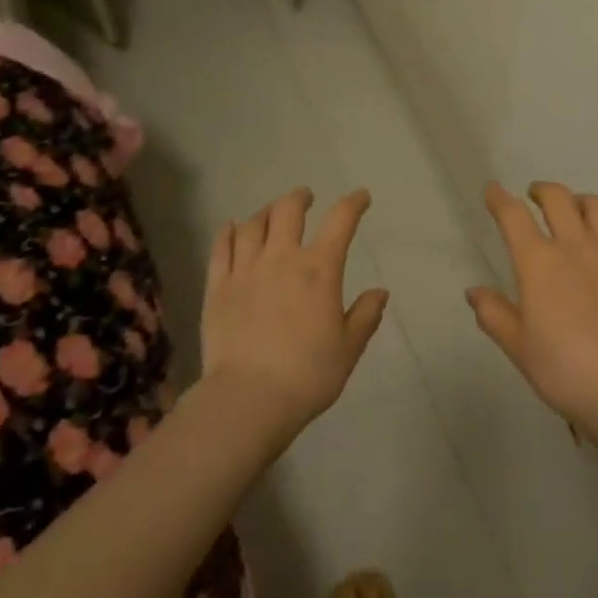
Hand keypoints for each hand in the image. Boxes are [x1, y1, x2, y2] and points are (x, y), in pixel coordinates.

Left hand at [201, 187, 388, 435]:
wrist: (247, 400)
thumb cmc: (307, 375)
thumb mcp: (348, 349)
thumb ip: (365, 316)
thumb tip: (380, 292)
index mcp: (319, 270)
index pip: (341, 220)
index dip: (353, 203)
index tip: (361, 197)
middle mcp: (282, 259)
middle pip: (289, 210)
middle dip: (300, 197)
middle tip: (306, 197)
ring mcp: (245, 270)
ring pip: (254, 223)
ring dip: (266, 212)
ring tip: (272, 214)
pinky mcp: (217, 287)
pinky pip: (221, 248)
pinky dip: (229, 232)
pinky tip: (232, 229)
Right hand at [468, 182, 597, 450]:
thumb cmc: (564, 369)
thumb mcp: (518, 347)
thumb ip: (494, 314)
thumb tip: (474, 291)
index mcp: (538, 261)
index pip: (513, 215)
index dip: (500, 199)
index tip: (493, 190)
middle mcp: (575, 245)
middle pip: (558, 198)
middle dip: (542, 190)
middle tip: (534, 196)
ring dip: (581, 201)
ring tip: (575, 209)